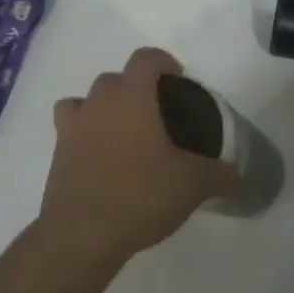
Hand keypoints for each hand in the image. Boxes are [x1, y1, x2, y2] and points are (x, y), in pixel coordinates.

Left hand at [38, 47, 238, 265]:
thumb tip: (236, 174)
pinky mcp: (57, 154)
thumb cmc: (140, 195)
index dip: (164, 63)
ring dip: (104, 110)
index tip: (178, 81)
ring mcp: (72, 127)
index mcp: (131, 97)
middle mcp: (97, 103)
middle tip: (157, 116)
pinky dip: (85, 137)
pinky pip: (71, 132)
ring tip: (124, 136)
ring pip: (86, 102)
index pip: (146, 58)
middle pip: (114, 79)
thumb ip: (219, 174)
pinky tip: (102, 161)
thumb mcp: (192, 184)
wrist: (81, 234)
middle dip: (135, 89)